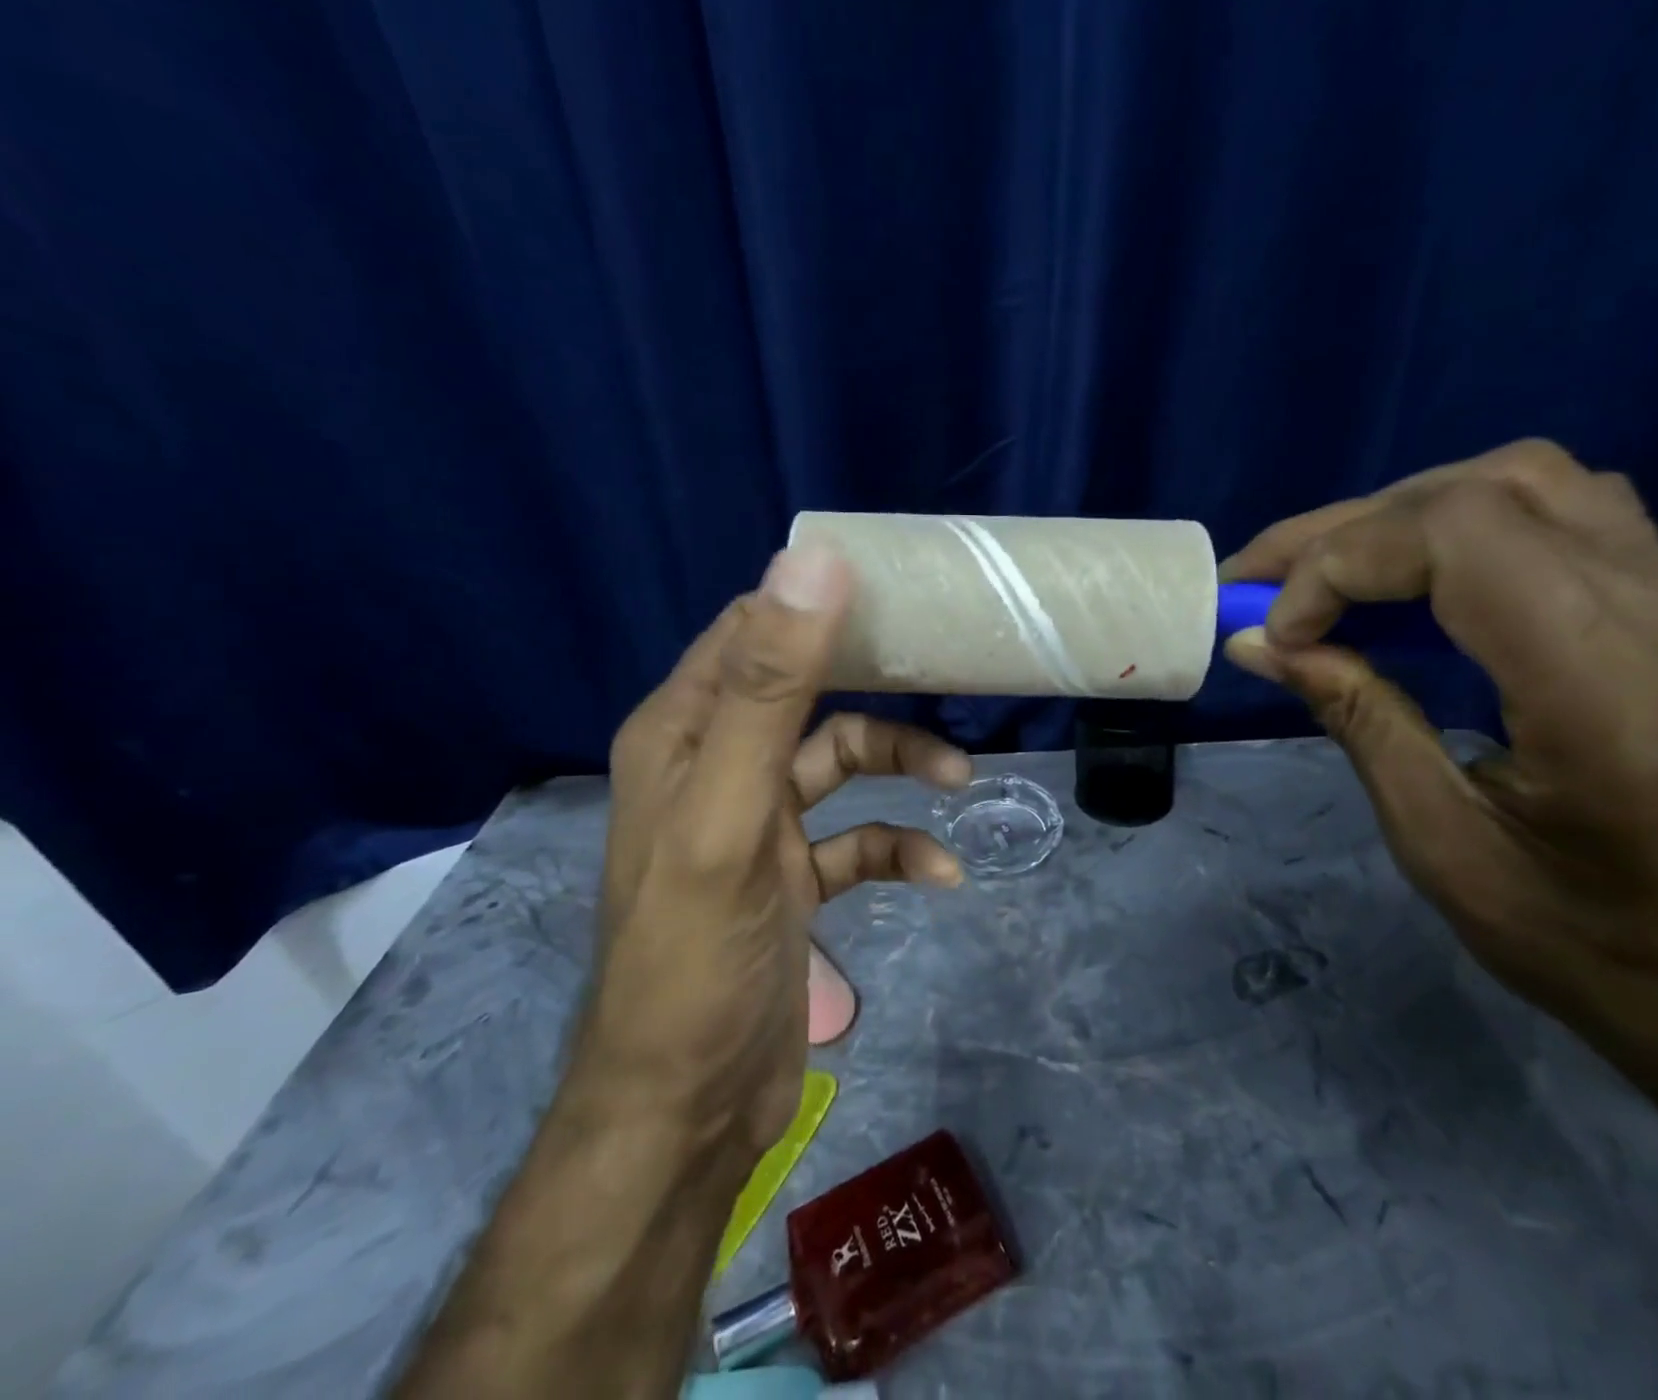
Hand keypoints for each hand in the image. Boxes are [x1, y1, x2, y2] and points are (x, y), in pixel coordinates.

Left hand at [587, 545, 969, 1157]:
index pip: (752, 630)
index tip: (897, 597)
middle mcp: (714, 764)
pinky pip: (855, 838)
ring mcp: (756, 822)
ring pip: (839, 763)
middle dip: (875, 687)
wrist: (687, 1111)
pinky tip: (939, 873)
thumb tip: (813, 562)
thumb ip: (766, 689)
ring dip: (898, 764)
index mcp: (683, 731)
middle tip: (945, 678)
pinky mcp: (790, 877)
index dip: (817, 605)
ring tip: (958, 781)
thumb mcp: (729, 812)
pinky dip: (896, 845)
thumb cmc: (697, 956)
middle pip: (806, 691)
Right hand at [1220, 441, 1657, 1087]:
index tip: (1279, 630)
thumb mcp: (1437, 843)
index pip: (1468, 540)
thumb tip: (1257, 642)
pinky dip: (1467, 531)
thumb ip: (1356, 717)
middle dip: (1353, 526)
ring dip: (1410, 513)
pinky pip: (1577, 522)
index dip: (1345, 560)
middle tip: (1264, 574)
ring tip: (1333, 568)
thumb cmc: (1582, 947)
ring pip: (1543, 483)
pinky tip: (1419, 582)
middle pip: (1498, 490)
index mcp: (1616, 708)